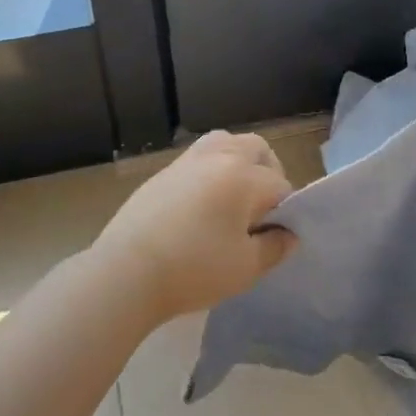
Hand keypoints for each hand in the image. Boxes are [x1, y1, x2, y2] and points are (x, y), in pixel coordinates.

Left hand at [91, 131, 296, 320]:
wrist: (126, 272)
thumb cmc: (194, 269)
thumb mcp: (245, 268)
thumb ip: (275, 247)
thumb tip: (288, 234)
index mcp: (244, 177)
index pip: (280, 186)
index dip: (285, 213)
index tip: (274, 237)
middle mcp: (218, 157)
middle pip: (257, 148)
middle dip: (268, 173)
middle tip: (260, 209)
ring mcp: (187, 161)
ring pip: (225, 143)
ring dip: (238, 162)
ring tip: (232, 198)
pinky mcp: (163, 172)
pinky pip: (198, 158)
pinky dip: (211, 170)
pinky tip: (201, 205)